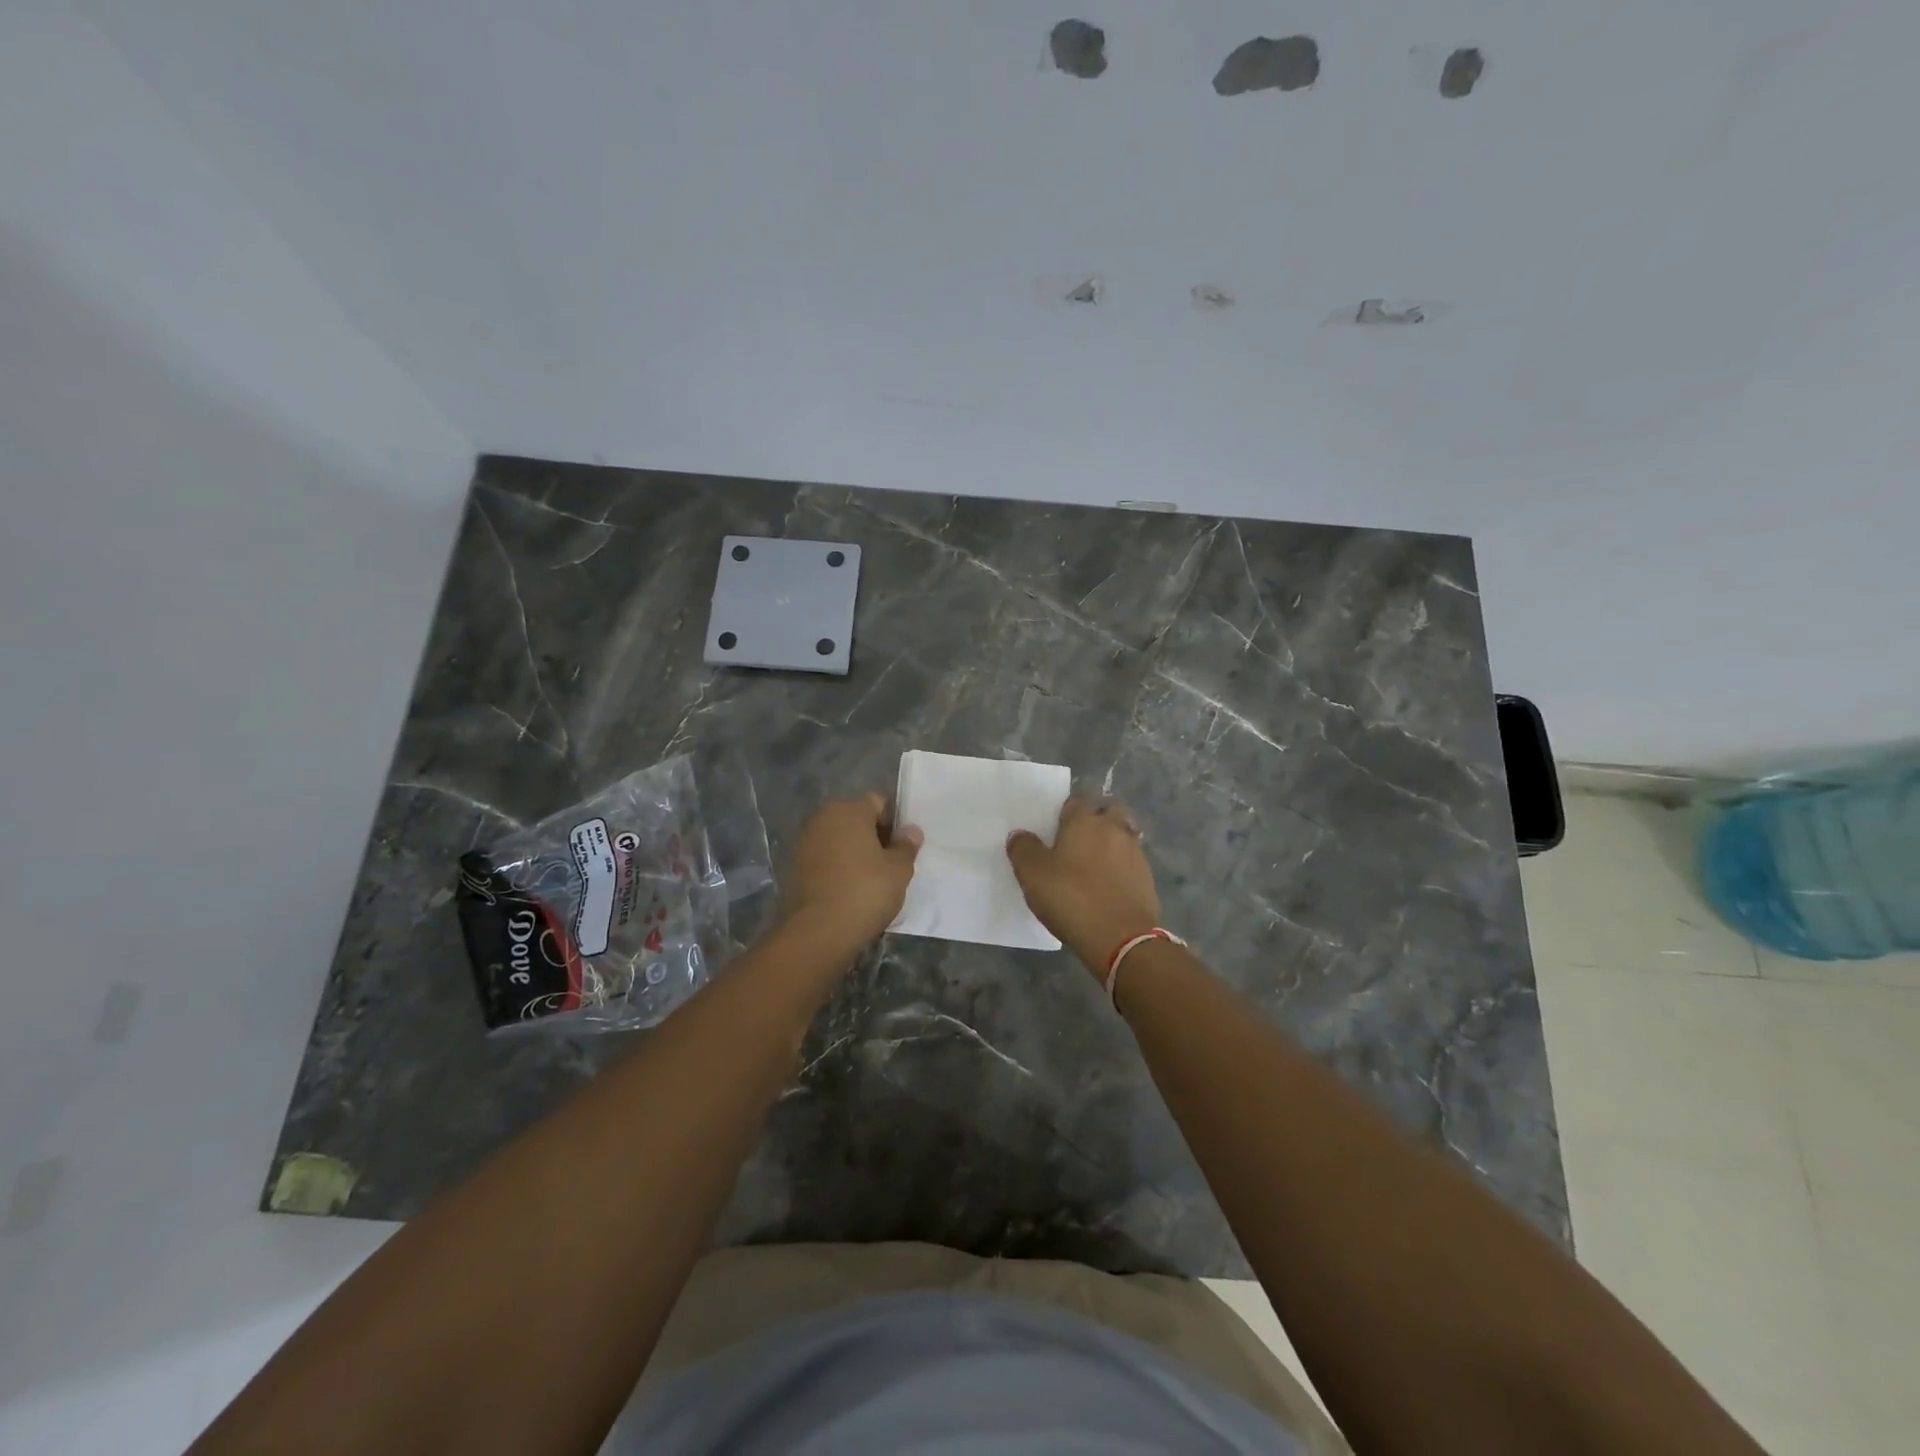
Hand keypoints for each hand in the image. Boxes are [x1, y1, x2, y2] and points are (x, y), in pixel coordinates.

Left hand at [783, 794, 921, 954]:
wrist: (816, 933)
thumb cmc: (864, 892)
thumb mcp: (898, 870)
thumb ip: (906, 846)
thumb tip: (911, 831)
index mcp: (848, 810)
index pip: (878, 803)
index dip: (894, 823)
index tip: (903, 848)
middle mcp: (822, 818)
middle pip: (856, 820)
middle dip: (873, 838)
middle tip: (890, 866)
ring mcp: (804, 843)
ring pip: (839, 841)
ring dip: (854, 854)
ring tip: (870, 882)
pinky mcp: (793, 867)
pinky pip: (824, 860)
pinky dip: (837, 869)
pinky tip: (848, 892)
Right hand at [1006, 799, 1160, 976]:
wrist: (1121, 939)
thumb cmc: (1071, 898)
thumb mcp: (1032, 875)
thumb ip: (1023, 849)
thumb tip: (1020, 835)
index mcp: (1084, 821)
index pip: (1074, 801)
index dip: (1064, 813)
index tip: (1054, 829)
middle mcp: (1114, 828)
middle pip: (1108, 811)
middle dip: (1096, 819)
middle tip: (1078, 841)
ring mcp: (1135, 853)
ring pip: (1123, 836)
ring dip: (1111, 844)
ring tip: (1093, 866)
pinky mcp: (1148, 878)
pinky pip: (1131, 863)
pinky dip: (1121, 868)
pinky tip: (1108, 886)